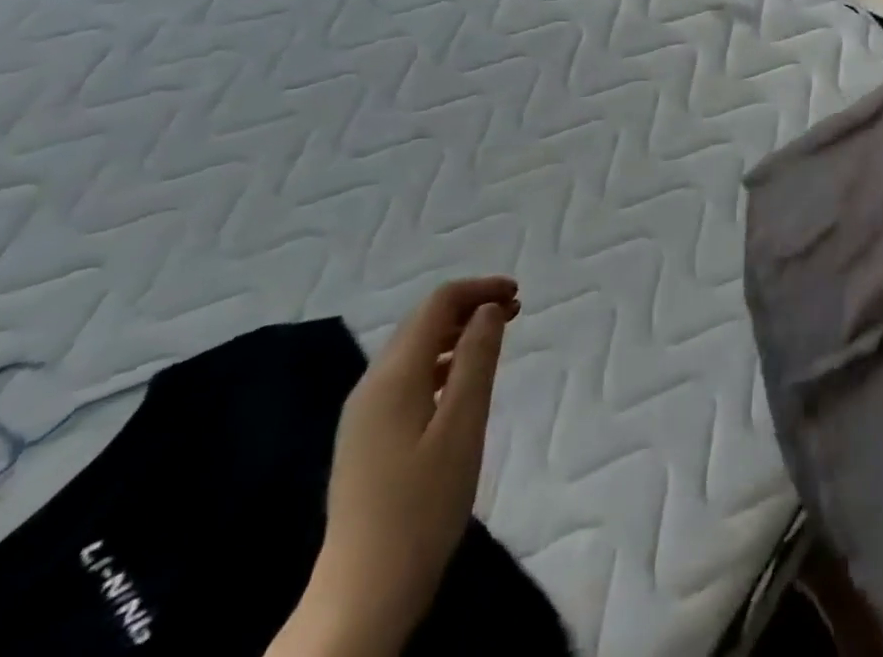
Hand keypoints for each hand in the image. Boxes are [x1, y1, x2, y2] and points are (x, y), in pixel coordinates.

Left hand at [270, 278, 517, 656]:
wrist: (364, 594)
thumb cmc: (423, 504)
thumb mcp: (463, 425)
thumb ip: (477, 359)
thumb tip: (489, 309)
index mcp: (393, 376)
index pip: (437, 304)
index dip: (479, 289)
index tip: (519, 294)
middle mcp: (371, 385)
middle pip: (423, 322)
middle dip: (470, 307)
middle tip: (516, 312)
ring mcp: (364, 414)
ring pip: (415, 350)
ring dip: (457, 334)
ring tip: (497, 340)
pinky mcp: (367, 439)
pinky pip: (407, 378)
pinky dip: (441, 363)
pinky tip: (463, 383)